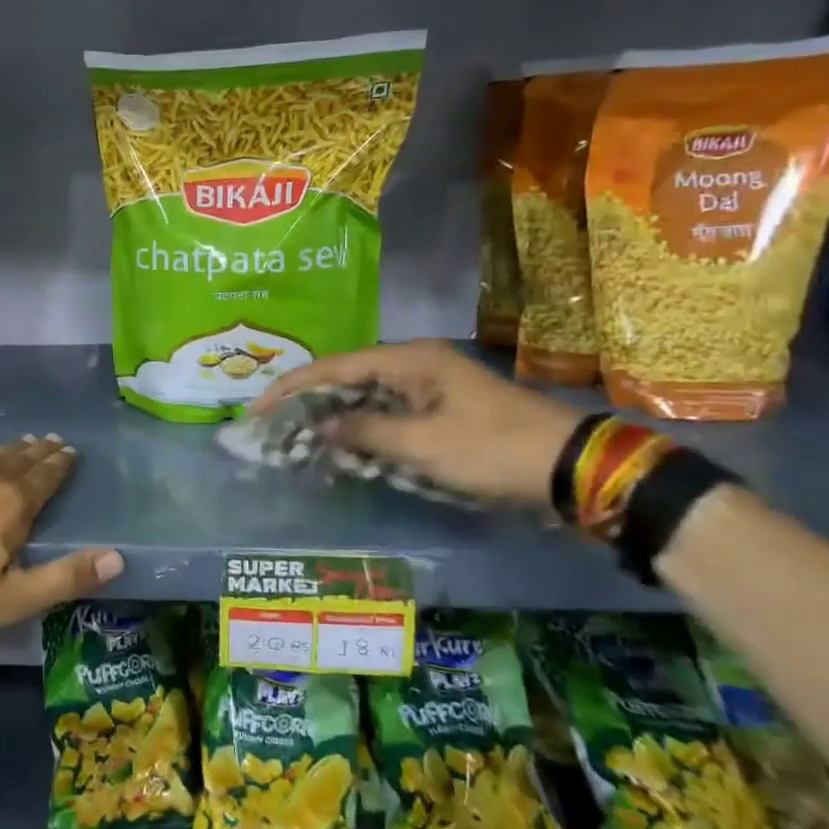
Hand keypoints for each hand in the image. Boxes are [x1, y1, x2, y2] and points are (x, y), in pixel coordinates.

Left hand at [0, 435, 122, 634]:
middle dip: (39, 451)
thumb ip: (67, 576)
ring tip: (20, 444)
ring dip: (8, 450)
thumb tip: (118, 558)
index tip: (71, 451)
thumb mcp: (16, 596)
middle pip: (19, 458)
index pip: (46, 475)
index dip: (61, 463)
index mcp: (13, 501)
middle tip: (51, 440)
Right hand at [249, 339, 581, 507]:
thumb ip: (365, 432)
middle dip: (309, 402)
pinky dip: (363, 429)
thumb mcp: (422, 445)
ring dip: (335, 417)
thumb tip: (323, 426)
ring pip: (367, 397)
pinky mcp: (442, 410)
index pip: (334, 367)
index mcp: (409, 360)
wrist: (571, 468)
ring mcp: (431, 387)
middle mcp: (416, 365)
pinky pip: (389, 414)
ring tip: (298, 436)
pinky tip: (343, 446)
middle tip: (273, 426)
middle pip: (347, 378)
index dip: (292, 388)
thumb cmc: (492, 449)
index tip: (257, 410)